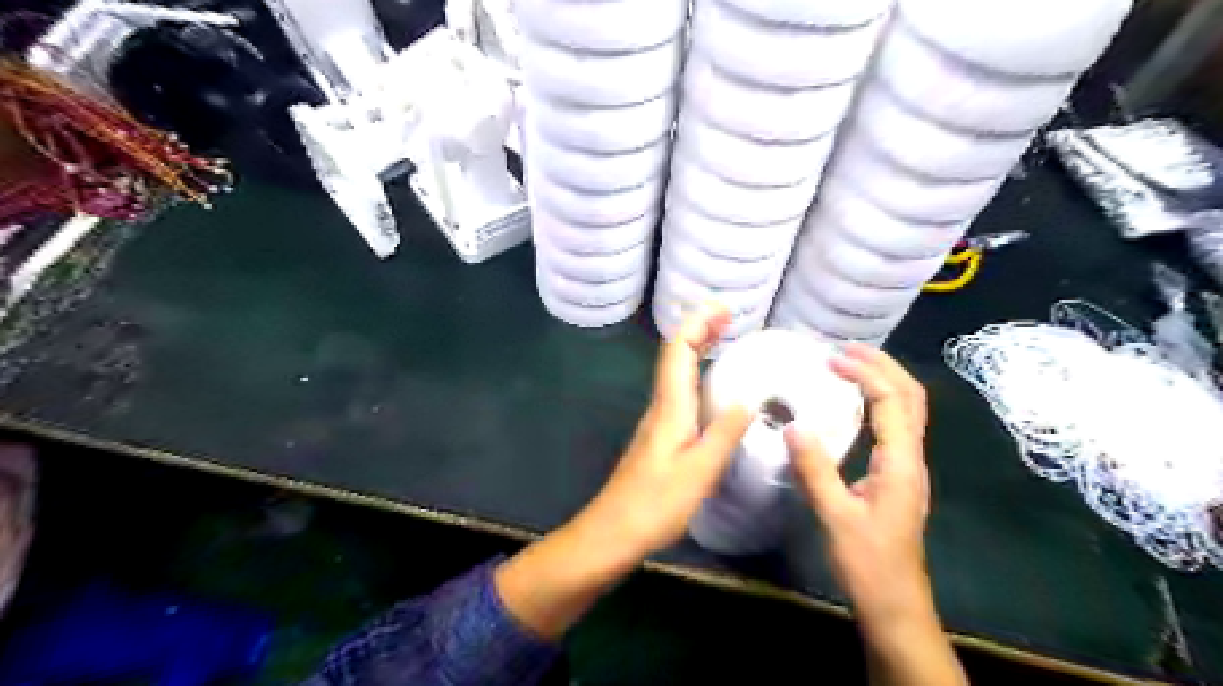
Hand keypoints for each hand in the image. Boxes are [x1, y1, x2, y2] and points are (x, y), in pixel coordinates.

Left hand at [496, 306, 757, 636]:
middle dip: (700, 329)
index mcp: (670, 406)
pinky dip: (698, 376)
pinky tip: (714, 390)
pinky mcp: (661, 438)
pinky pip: (681, 393)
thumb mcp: (700, 471)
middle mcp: (661, 406)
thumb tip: (749, 399)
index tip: (725, 308)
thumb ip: (724, 433)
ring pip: (678, 372)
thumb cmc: (655, 503)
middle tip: (731, 318)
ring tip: (727, 341)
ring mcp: (659, 422)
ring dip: (699, 350)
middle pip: (676, 355)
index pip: (679, 349)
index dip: (699, 322)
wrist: (613, 533)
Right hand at [789, 347, 934, 629]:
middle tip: (846, 349)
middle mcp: (912, 459)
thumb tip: (793, 425)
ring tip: (850, 365)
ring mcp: (908, 467)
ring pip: (908, 410)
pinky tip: (854, 405)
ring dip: (884, 380)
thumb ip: (815, 470)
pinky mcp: (898, 477)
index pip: (892, 401)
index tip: (831, 359)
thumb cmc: (868, 563)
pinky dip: (879, 402)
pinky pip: (896, 426)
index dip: (865, 373)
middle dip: (883, 366)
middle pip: (912, 397)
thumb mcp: (835, 516)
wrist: (895, 604)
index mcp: (901, 464)